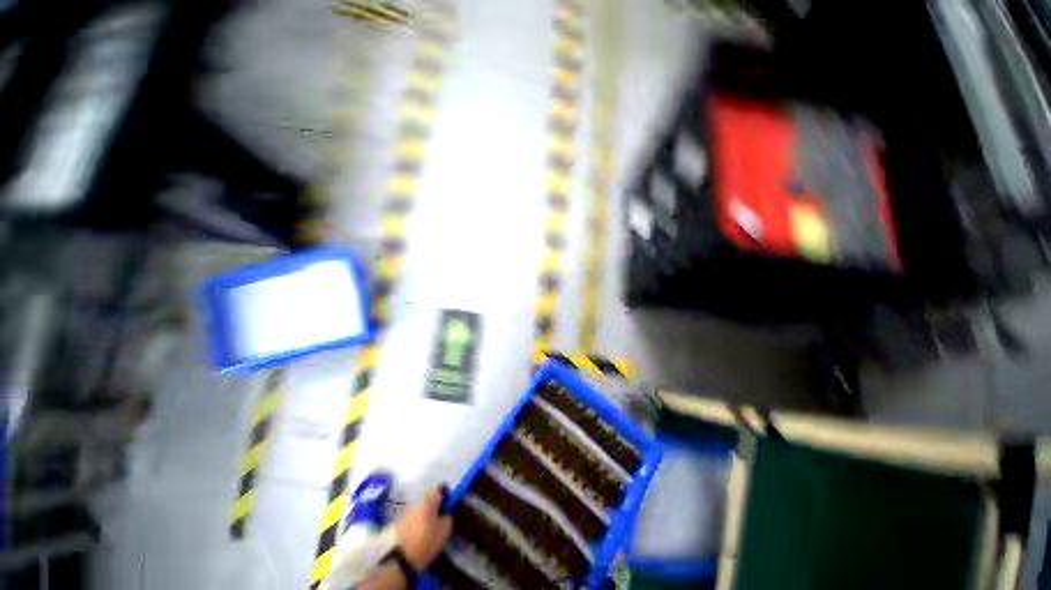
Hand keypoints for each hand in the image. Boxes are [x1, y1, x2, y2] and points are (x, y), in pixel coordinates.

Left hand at [395, 485, 451, 570]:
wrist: (399, 559)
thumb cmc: (426, 542)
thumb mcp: (444, 530)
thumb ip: (448, 517)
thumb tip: (447, 513)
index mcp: (428, 500)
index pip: (440, 490)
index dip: (446, 497)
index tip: (448, 508)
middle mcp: (416, 502)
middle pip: (429, 500)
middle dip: (434, 507)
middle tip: (439, 520)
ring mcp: (405, 512)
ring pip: (420, 509)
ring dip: (425, 516)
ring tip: (429, 530)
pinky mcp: (398, 523)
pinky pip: (412, 519)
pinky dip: (416, 524)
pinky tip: (419, 536)